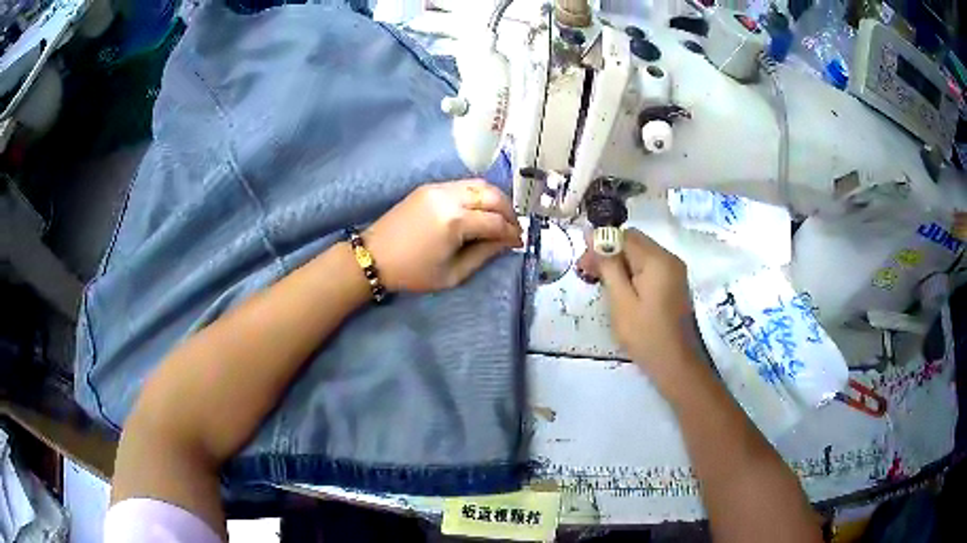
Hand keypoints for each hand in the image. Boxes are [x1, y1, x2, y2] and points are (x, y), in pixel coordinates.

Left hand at [365, 179, 522, 291]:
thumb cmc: (413, 272)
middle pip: (492, 195)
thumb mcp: (453, 274)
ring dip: (496, 199)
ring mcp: (438, 188)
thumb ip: (484, 254)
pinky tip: (480, 209)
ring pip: (479, 184)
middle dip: (509, 211)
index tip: (519, 242)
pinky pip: (463, 184)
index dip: (512, 232)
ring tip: (500, 218)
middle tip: (513, 229)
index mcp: (455, 222)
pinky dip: (478, 194)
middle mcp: (449, 197)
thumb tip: (507, 242)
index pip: (495, 221)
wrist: (374, 257)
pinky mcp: (430, 187)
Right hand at [577, 228, 697, 386]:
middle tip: (588, 275)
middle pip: (633, 242)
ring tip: (602, 285)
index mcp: (657, 260)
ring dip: (619, 264)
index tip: (583, 265)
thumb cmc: (646, 336)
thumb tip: (592, 235)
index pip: (624, 236)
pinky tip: (621, 291)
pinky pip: (649, 267)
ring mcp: (674, 270)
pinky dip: (632, 273)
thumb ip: (608, 266)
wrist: (676, 365)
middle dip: (609, 253)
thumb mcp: (621, 301)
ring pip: (640, 254)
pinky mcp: (674, 282)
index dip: (600, 245)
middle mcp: (669, 258)